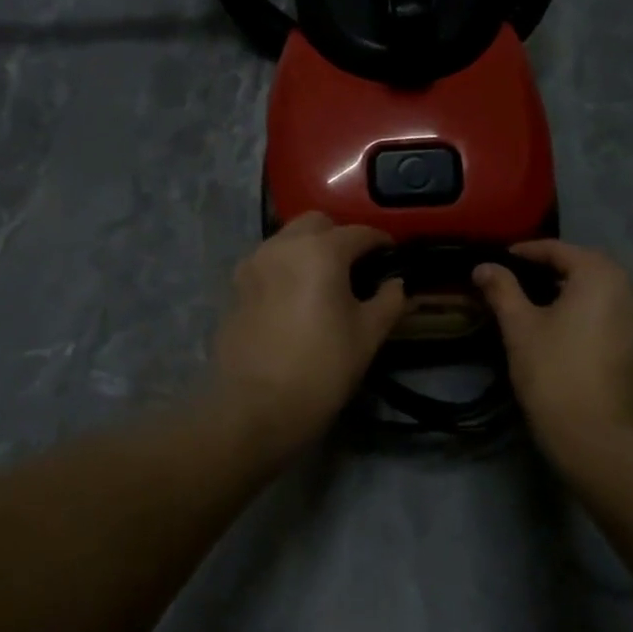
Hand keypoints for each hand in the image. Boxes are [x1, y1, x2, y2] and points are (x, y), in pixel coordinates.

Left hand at [213, 213, 406, 457]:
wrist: (256, 408)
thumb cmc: (322, 368)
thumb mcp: (368, 335)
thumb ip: (389, 301)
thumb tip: (396, 283)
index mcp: (320, 252)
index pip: (359, 233)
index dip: (381, 242)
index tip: (392, 256)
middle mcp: (283, 246)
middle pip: (317, 224)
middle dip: (339, 236)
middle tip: (356, 267)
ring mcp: (254, 264)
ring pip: (287, 239)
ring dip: (309, 249)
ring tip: (325, 281)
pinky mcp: (236, 287)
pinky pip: (268, 263)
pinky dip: (286, 268)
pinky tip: (296, 298)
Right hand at [473, 241, 632, 445]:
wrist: (598, 437)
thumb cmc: (554, 373)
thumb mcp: (519, 327)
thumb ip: (502, 290)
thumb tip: (483, 267)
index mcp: (600, 276)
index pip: (560, 250)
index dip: (528, 252)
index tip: (502, 259)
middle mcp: (631, 289)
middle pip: (588, 266)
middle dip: (555, 268)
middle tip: (522, 278)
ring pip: (606, 291)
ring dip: (576, 290)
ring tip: (544, 304)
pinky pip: (617, 315)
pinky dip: (594, 312)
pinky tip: (571, 331)